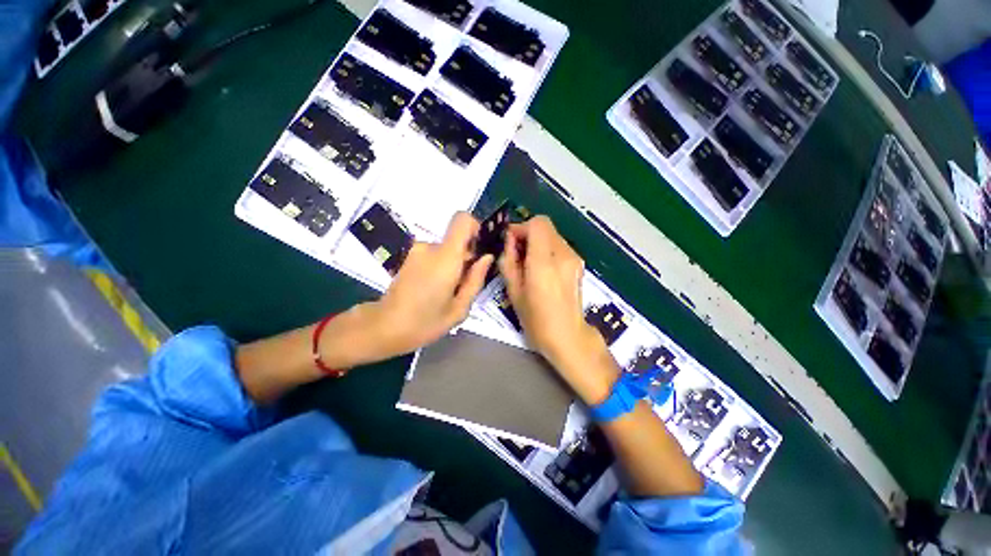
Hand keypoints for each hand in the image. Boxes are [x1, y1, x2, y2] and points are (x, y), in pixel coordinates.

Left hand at [332, 212, 492, 366]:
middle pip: (456, 239)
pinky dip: (440, 267)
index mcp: (445, 258)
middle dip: (466, 257)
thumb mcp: (460, 308)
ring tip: (447, 291)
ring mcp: (416, 251)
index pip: (461, 220)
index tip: (478, 249)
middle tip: (463, 284)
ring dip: (452, 265)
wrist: (384, 328)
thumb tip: (486, 257)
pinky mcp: (409, 258)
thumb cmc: (425, 323)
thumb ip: (476, 279)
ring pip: (446, 250)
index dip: (474, 227)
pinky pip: (434, 255)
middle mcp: (429, 247)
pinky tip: (435, 289)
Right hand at [498, 216, 617, 403]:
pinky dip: (547, 249)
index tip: (511, 241)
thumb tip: (509, 241)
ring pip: (553, 235)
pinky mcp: (579, 264)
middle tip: (516, 252)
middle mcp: (563, 255)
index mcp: (544, 263)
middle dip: (528, 233)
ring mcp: (574, 258)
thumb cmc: (536, 320)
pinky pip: (559, 246)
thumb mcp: (513, 292)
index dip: (522, 227)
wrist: (568, 337)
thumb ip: (509, 261)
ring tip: (528, 262)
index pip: (538, 224)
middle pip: (545, 226)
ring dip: (537, 241)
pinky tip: (541, 268)